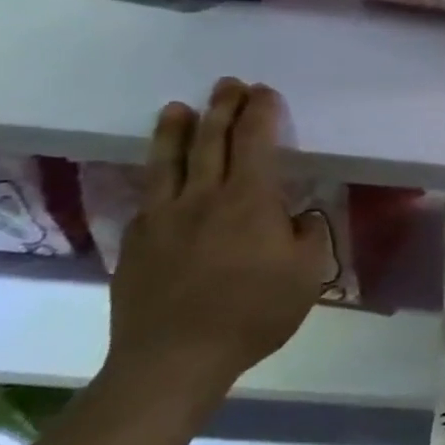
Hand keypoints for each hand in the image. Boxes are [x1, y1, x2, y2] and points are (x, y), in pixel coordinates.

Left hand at [105, 78, 331, 404]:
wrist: (174, 359)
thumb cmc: (253, 313)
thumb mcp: (307, 274)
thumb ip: (306, 235)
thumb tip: (295, 217)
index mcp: (249, 200)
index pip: (255, 141)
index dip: (261, 112)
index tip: (265, 92)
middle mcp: (203, 197)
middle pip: (210, 140)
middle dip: (222, 107)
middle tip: (228, 84)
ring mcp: (163, 218)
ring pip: (168, 161)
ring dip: (176, 130)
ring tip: (178, 108)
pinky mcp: (137, 242)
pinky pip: (148, 196)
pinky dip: (155, 175)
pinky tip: (159, 174)